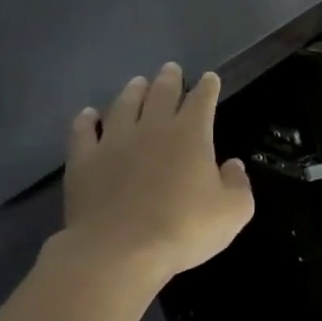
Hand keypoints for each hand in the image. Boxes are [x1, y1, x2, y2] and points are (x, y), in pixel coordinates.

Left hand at [61, 64, 254, 287]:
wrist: (119, 251)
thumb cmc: (184, 228)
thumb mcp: (233, 211)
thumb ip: (238, 184)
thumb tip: (232, 165)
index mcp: (191, 135)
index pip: (202, 100)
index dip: (207, 87)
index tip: (209, 78)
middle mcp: (152, 129)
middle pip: (161, 94)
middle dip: (169, 79)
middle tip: (171, 68)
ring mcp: (114, 143)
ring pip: (123, 106)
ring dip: (132, 91)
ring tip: (137, 82)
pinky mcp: (83, 162)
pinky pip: (83, 132)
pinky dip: (86, 120)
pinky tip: (88, 114)